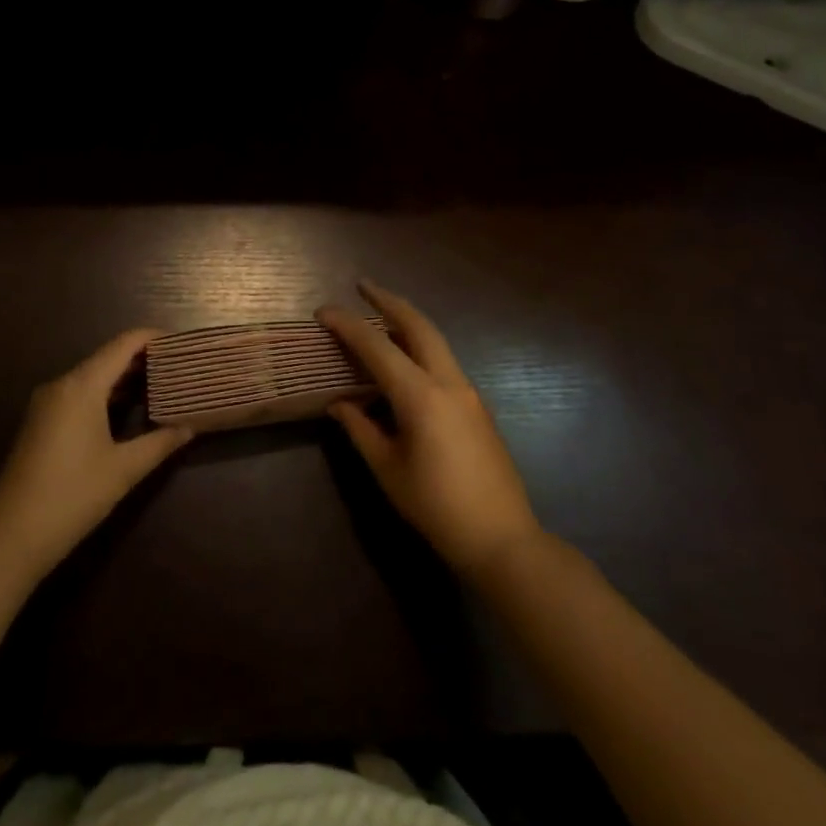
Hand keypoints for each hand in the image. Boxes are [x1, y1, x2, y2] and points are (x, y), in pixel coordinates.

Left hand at [0, 330, 191, 579]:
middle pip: (107, 357)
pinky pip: (78, 393)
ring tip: (159, 383)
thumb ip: (160, 443)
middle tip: (176, 366)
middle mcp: (62, 384)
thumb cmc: (73, 496)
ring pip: (92, 375)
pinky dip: (105, 392)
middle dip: (142, 358)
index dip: (152, 338)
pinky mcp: (40, 421)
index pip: (123, 344)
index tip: (181, 343)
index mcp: (82, 386)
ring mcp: (46, 402)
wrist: (11, 537)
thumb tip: (190, 427)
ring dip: (123, 377)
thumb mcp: (124, 470)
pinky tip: (126, 408)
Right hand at [319, 281, 543, 578]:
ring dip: (407, 321)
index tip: (322, 311)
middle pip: (418, 325)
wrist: (502, 539)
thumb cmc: (436, 507)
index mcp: (421, 396)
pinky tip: (403, 359)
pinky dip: (419, 347)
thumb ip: (360, 429)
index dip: (347, 325)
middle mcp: (448, 382)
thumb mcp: (388, 469)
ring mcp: (468, 391)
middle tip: (363, 286)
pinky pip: (443, 362)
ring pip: (435, 340)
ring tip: (379, 315)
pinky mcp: (477, 404)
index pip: (377, 347)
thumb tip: (338, 403)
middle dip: (389, 301)